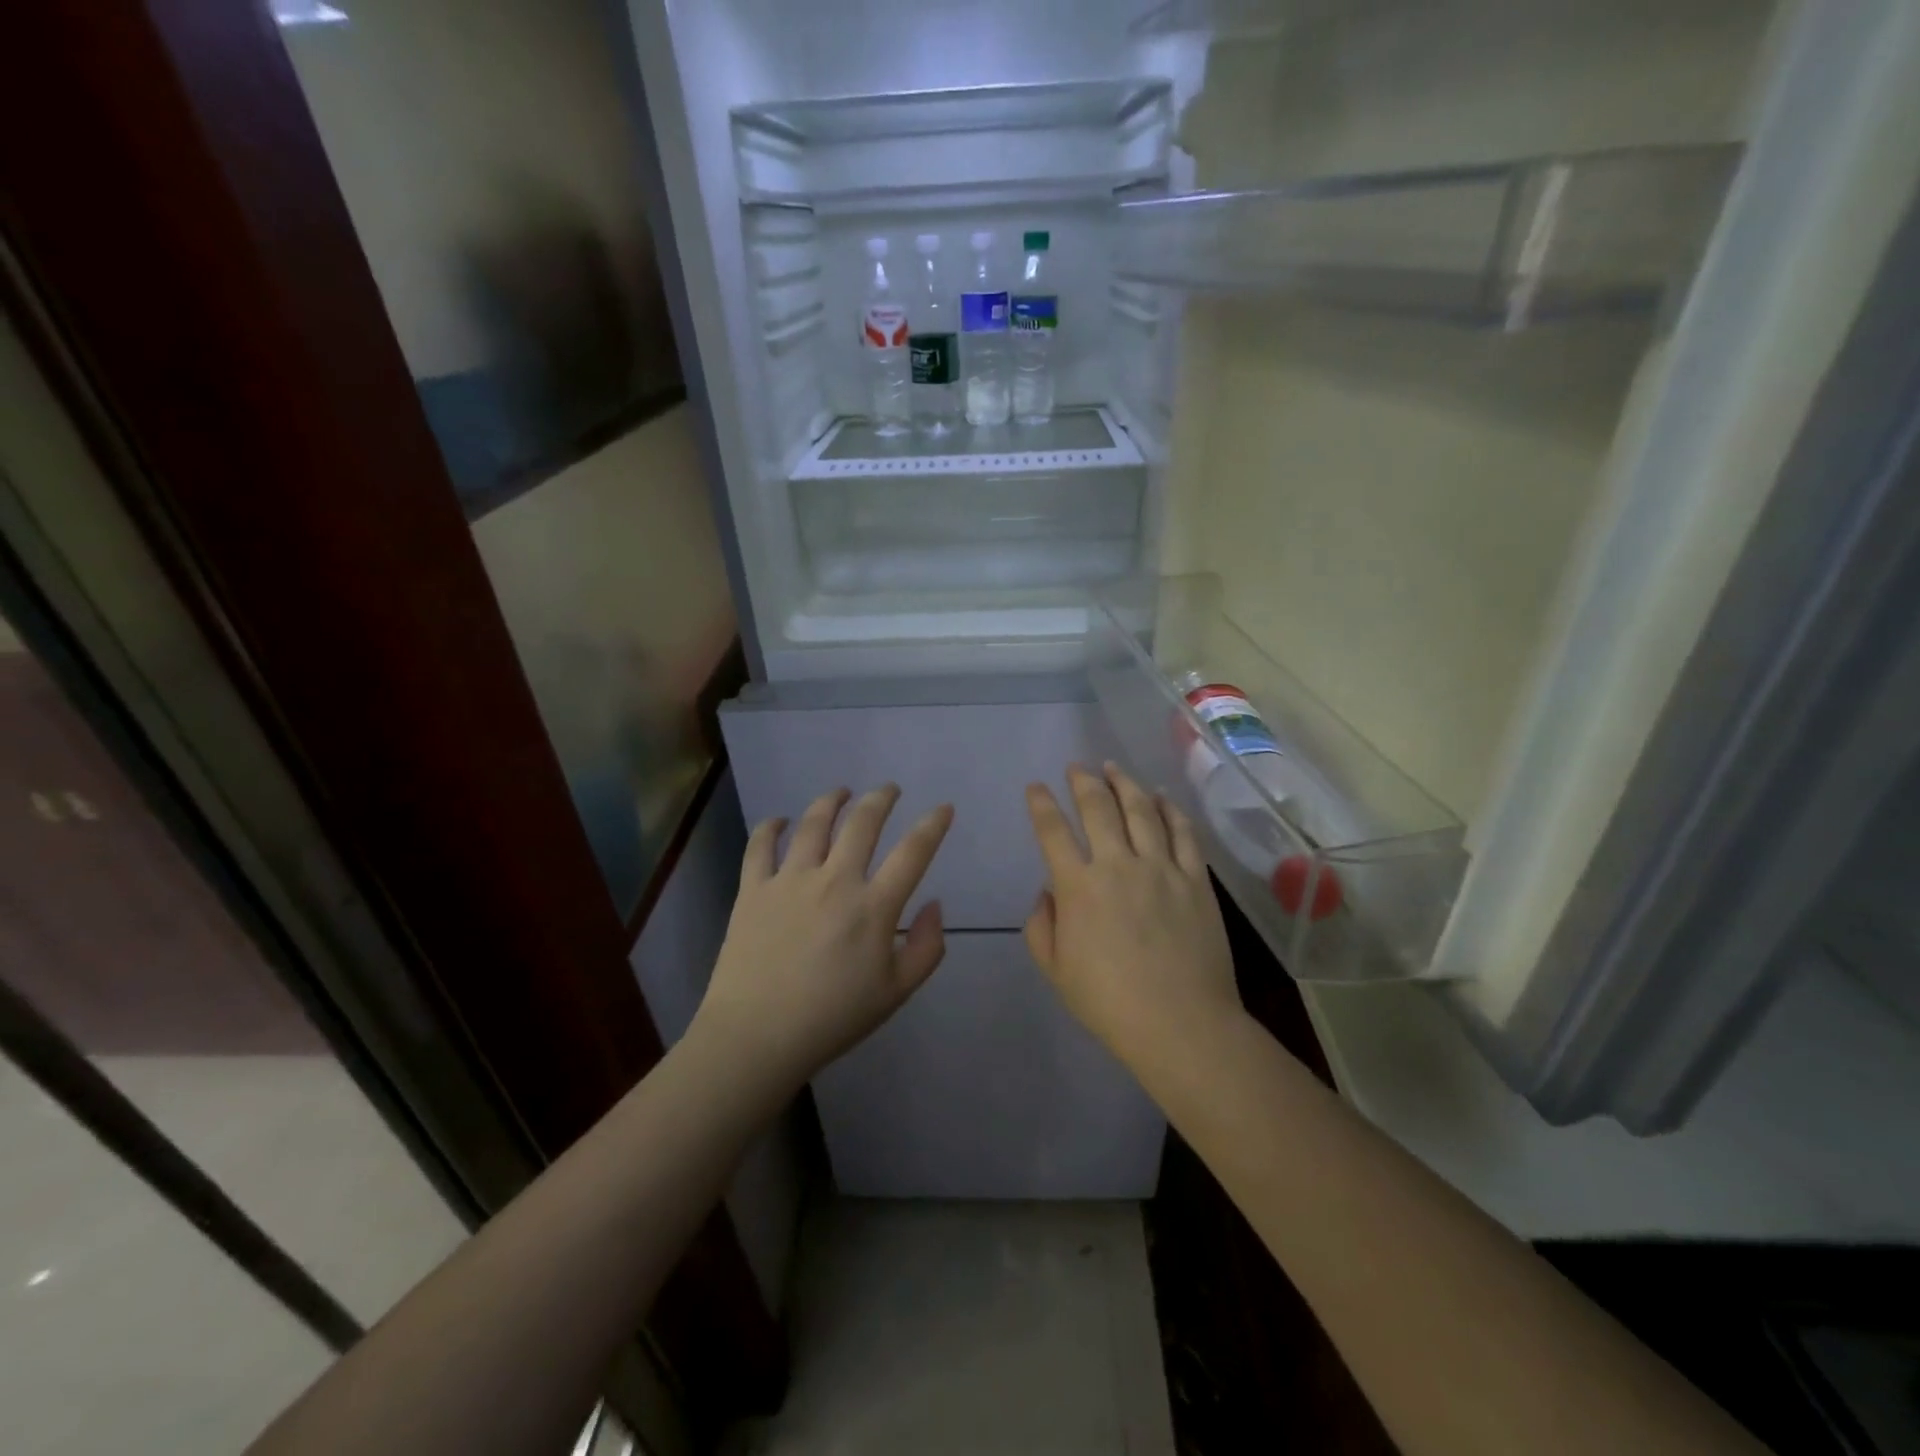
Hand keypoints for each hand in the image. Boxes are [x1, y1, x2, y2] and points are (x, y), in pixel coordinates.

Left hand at [689, 784, 953, 1097]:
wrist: (756, 1037)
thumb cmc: (833, 1019)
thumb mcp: (896, 993)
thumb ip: (927, 948)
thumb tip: (934, 905)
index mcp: (874, 907)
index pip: (913, 852)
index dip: (933, 825)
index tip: (943, 808)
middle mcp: (835, 880)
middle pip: (863, 822)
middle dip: (881, 799)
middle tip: (889, 790)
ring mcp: (790, 880)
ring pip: (814, 823)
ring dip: (832, 801)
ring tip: (841, 793)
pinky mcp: (754, 889)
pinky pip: (761, 845)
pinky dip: (771, 827)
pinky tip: (780, 821)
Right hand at [1025, 762, 1241, 1065]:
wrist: (1181, 1024)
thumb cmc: (1110, 1003)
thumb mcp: (1056, 971)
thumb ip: (1042, 926)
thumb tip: (1048, 892)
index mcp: (1078, 887)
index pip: (1052, 831)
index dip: (1040, 804)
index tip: (1035, 787)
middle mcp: (1117, 865)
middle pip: (1098, 808)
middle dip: (1083, 782)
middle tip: (1076, 768)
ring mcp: (1160, 867)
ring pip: (1140, 809)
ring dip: (1124, 783)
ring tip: (1113, 768)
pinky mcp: (1195, 878)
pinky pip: (1183, 832)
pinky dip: (1171, 809)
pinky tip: (1163, 796)